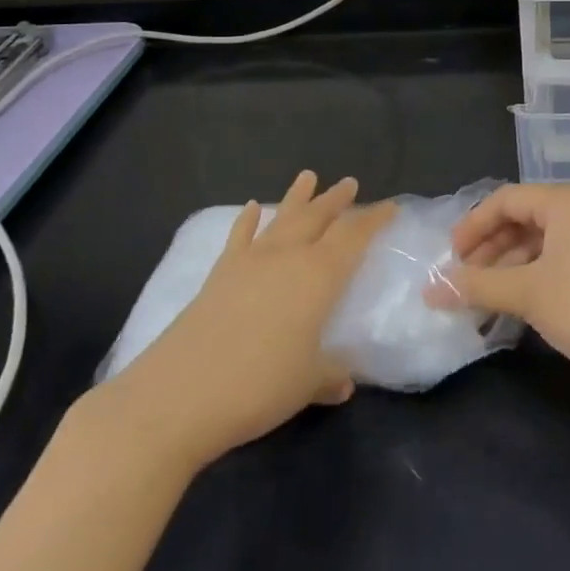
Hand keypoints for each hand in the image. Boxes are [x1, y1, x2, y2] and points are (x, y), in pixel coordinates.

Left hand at [84, 171, 393, 473]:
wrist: (179, 394)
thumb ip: (329, 375)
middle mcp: (287, 258)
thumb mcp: (306, 384)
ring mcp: (250, 262)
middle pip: (318, 218)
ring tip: (308, 176)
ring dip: (296, 198)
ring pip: (281, 219)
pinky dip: (247, 221)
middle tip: (349, 183)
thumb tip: (344, 381)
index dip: (373, 220)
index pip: (353, 238)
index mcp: (319, 277)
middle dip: (336, 200)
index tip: (390, 206)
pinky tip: (251, 209)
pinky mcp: (219, 274)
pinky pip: (238, 238)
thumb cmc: (258, 386)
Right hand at [424, 183, 569, 392]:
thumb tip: (430, 290)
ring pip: (543, 240)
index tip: (449, 259)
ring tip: (486, 300)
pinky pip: (562, 257)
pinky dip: (536, 275)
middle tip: (464, 281)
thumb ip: (476, 286)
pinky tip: (520, 305)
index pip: (506, 199)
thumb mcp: (527, 294)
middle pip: (524, 218)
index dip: (472, 226)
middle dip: (490, 249)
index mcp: (567, 200)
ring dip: (510, 266)